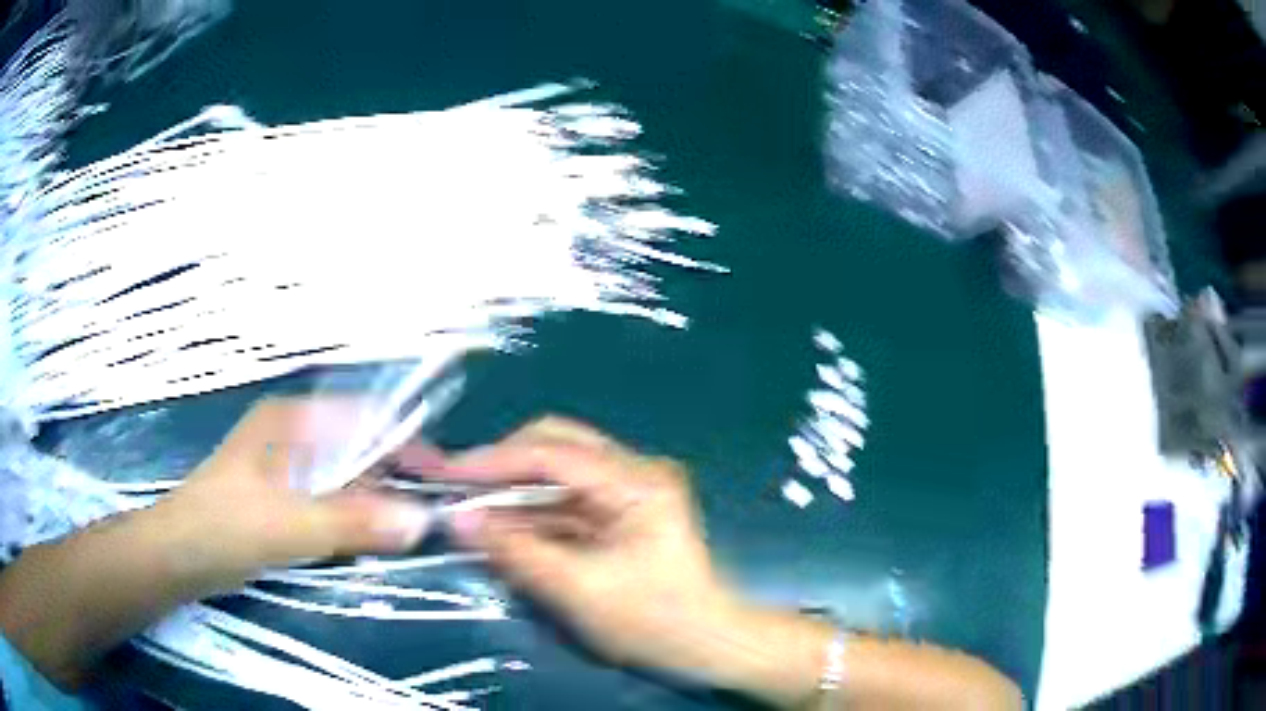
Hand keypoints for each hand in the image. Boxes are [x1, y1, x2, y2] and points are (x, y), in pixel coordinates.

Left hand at [149, 396, 436, 593]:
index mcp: (293, 421)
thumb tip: (422, 522)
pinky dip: (353, 523)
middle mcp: (294, 437)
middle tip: (429, 520)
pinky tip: (368, 545)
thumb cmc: (221, 527)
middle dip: (393, 482)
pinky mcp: (285, 501)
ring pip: (347, 482)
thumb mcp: (286, 525)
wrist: (175, 558)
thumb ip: (351, 523)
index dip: (406, 443)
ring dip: (374, 507)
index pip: (364, 417)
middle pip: (358, 451)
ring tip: (407, 537)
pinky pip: (332, 506)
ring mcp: (289, 471)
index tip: (442, 480)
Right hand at [438, 417, 747, 674]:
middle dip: (501, 465)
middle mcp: (634, 470)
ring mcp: (628, 489)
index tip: (445, 472)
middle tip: (453, 483)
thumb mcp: (580, 591)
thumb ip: (518, 552)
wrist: (707, 643)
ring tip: (465, 501)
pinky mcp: (620, 510)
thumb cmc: (655, 621)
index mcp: (637, 481)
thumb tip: (458, 519)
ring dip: (511, 488)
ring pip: (555, 471)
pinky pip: (564, 499)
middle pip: (554, 445)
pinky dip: (530, 510)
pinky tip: (499, 524)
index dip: (494, 461)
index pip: (553, 452)